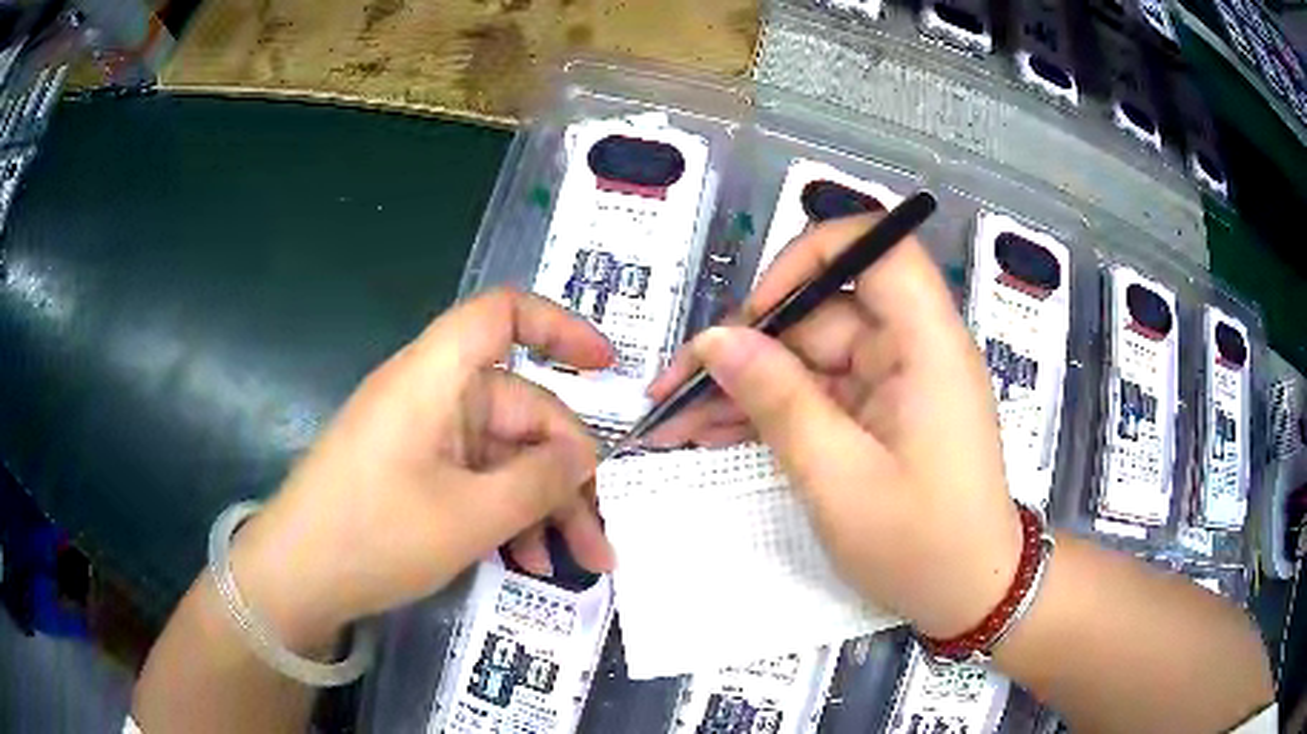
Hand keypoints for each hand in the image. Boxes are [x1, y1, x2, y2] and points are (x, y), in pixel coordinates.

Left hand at [226, 289, 615, 647]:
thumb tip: (583, 457)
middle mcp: (431, 396)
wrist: (295, 578)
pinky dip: (505, 515)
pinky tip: (525, 562)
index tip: (608, 370)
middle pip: (520, 410)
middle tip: (600, 540)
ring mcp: (422, 437)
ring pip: (503, 456)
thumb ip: (538, 482)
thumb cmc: (373, 537)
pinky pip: (475, 479)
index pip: (502, 315)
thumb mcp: (469, 518)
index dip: (560, 328)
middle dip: (567, 476)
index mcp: (435, 379)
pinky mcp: (414, 472)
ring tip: (574, 564)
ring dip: (542, 507)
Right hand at [645, 217, 1022, 638]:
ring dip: (746, 384)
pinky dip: (770, 411)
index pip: (877, 247)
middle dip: (748, 345)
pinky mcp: (878, 413)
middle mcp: (912, 348)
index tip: (761, 309)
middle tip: (678, 389)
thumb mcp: (840, 480)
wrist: (968, 595)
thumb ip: (778, 402)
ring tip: (677, 419)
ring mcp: (893, 381)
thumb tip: (716, 341)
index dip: (812, 257)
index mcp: (927, 345)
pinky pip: (817, 393)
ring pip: (808, 355)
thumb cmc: (920, 545)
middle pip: (824, 310)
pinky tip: (713, 432)